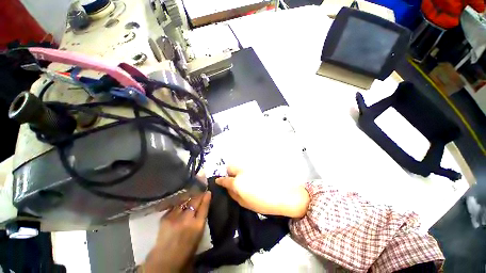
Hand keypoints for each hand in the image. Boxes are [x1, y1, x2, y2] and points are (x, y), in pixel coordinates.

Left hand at [143, 192, 210, 272]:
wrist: (165, 260)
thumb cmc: (186, 250)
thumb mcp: (199, 236)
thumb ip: (200, 220)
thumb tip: (202, 208)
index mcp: (197, 226)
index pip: (204, 207)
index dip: (206, 198)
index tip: (208, 192)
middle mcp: (187, 219)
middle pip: (195, 202)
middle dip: (198, 194)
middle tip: (200, 189)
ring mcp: (175, 217)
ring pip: (184, 201)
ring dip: (188, 197)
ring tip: (190, 193)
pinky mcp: (165, 218)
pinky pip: (174, 206)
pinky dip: (179, 203)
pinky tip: (180, 201)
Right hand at [216, 166, 309, 217]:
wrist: (285, 195)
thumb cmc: (264, 203)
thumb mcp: (245, 204)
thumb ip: (234, 195)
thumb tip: (227, 188)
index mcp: (238, 183)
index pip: (225, 180)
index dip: (220, 181)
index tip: (219, 181)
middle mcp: (242, 171)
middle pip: (230, 166)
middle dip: (230, 172)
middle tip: (235, 178)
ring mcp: (250, 165)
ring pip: (239, 164)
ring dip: (239, 169)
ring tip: (246, 176)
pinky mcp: (258, 163)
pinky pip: (248, 163)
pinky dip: (247, 167)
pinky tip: (253, 173)